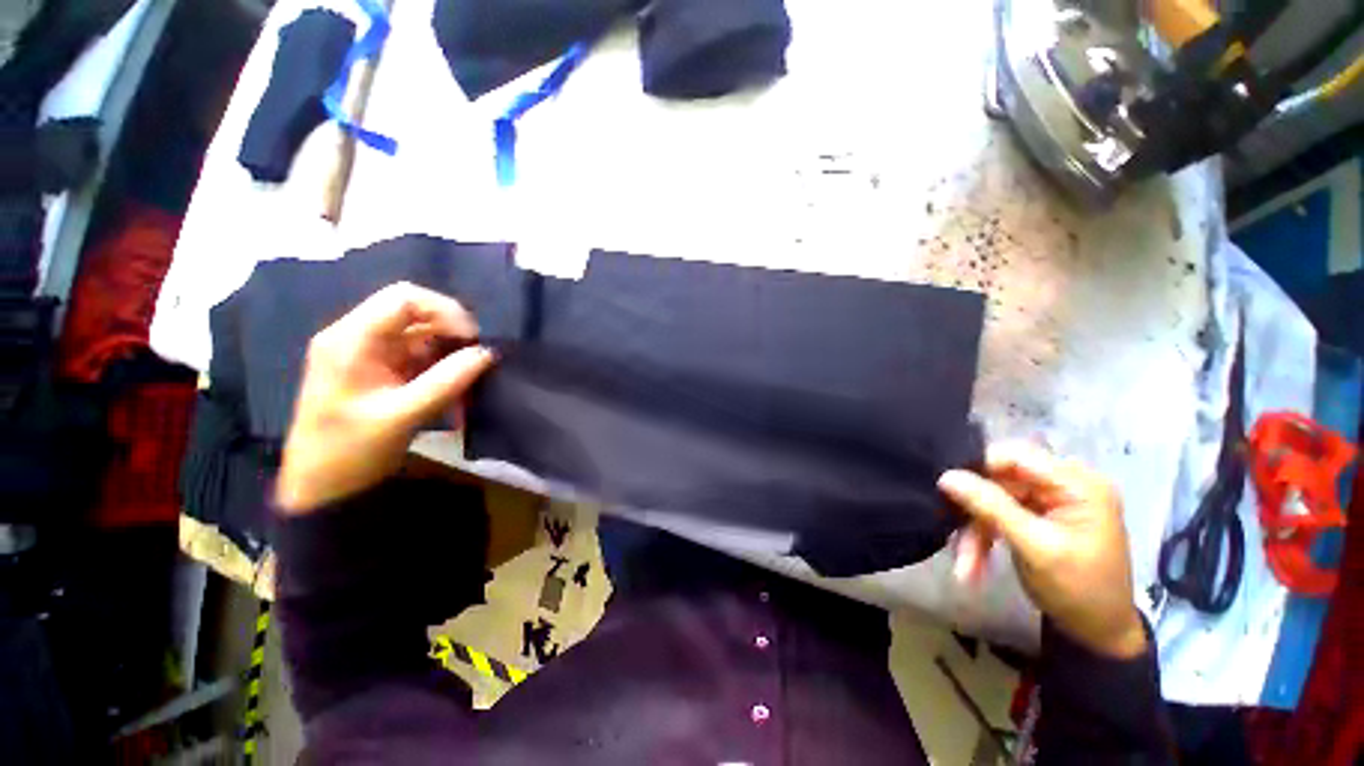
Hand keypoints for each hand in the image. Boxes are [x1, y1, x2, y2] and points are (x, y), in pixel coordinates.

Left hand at [276, 283, 495, 514]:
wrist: (322, 486)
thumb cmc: (352, 450)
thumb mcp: (404, 415)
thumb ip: (448, 381)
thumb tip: (488, 353)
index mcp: (351, 339)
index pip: (404, 299)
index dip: (445, 311)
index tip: (473, 339)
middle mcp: (357, 336)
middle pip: (412, 310)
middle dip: (450, 328)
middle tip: (477, 354)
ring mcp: (368, 352)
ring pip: (418, 331)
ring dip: (448, 346)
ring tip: (470, 370)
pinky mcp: (378, 368)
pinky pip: (417, 351)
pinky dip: (441, 361)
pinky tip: (456, 379)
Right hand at [938, 443, 1146, 658]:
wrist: (1100, 634)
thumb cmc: (1080, 591)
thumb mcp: (1035, 548)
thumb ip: (992, 507)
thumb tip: (946, 476)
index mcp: (1078, 484)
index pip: (1017, 455)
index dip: (979, 468)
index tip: (947, 489)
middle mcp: (1064, 485)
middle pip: (1000, 481)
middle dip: (975, 511)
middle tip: (953, 537)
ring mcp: (1049, 501)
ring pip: (993, 500)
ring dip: (975, 532)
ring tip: (965, 568)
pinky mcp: (1035, 517)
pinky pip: (997, 516)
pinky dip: (984, 538)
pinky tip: (974, 566)